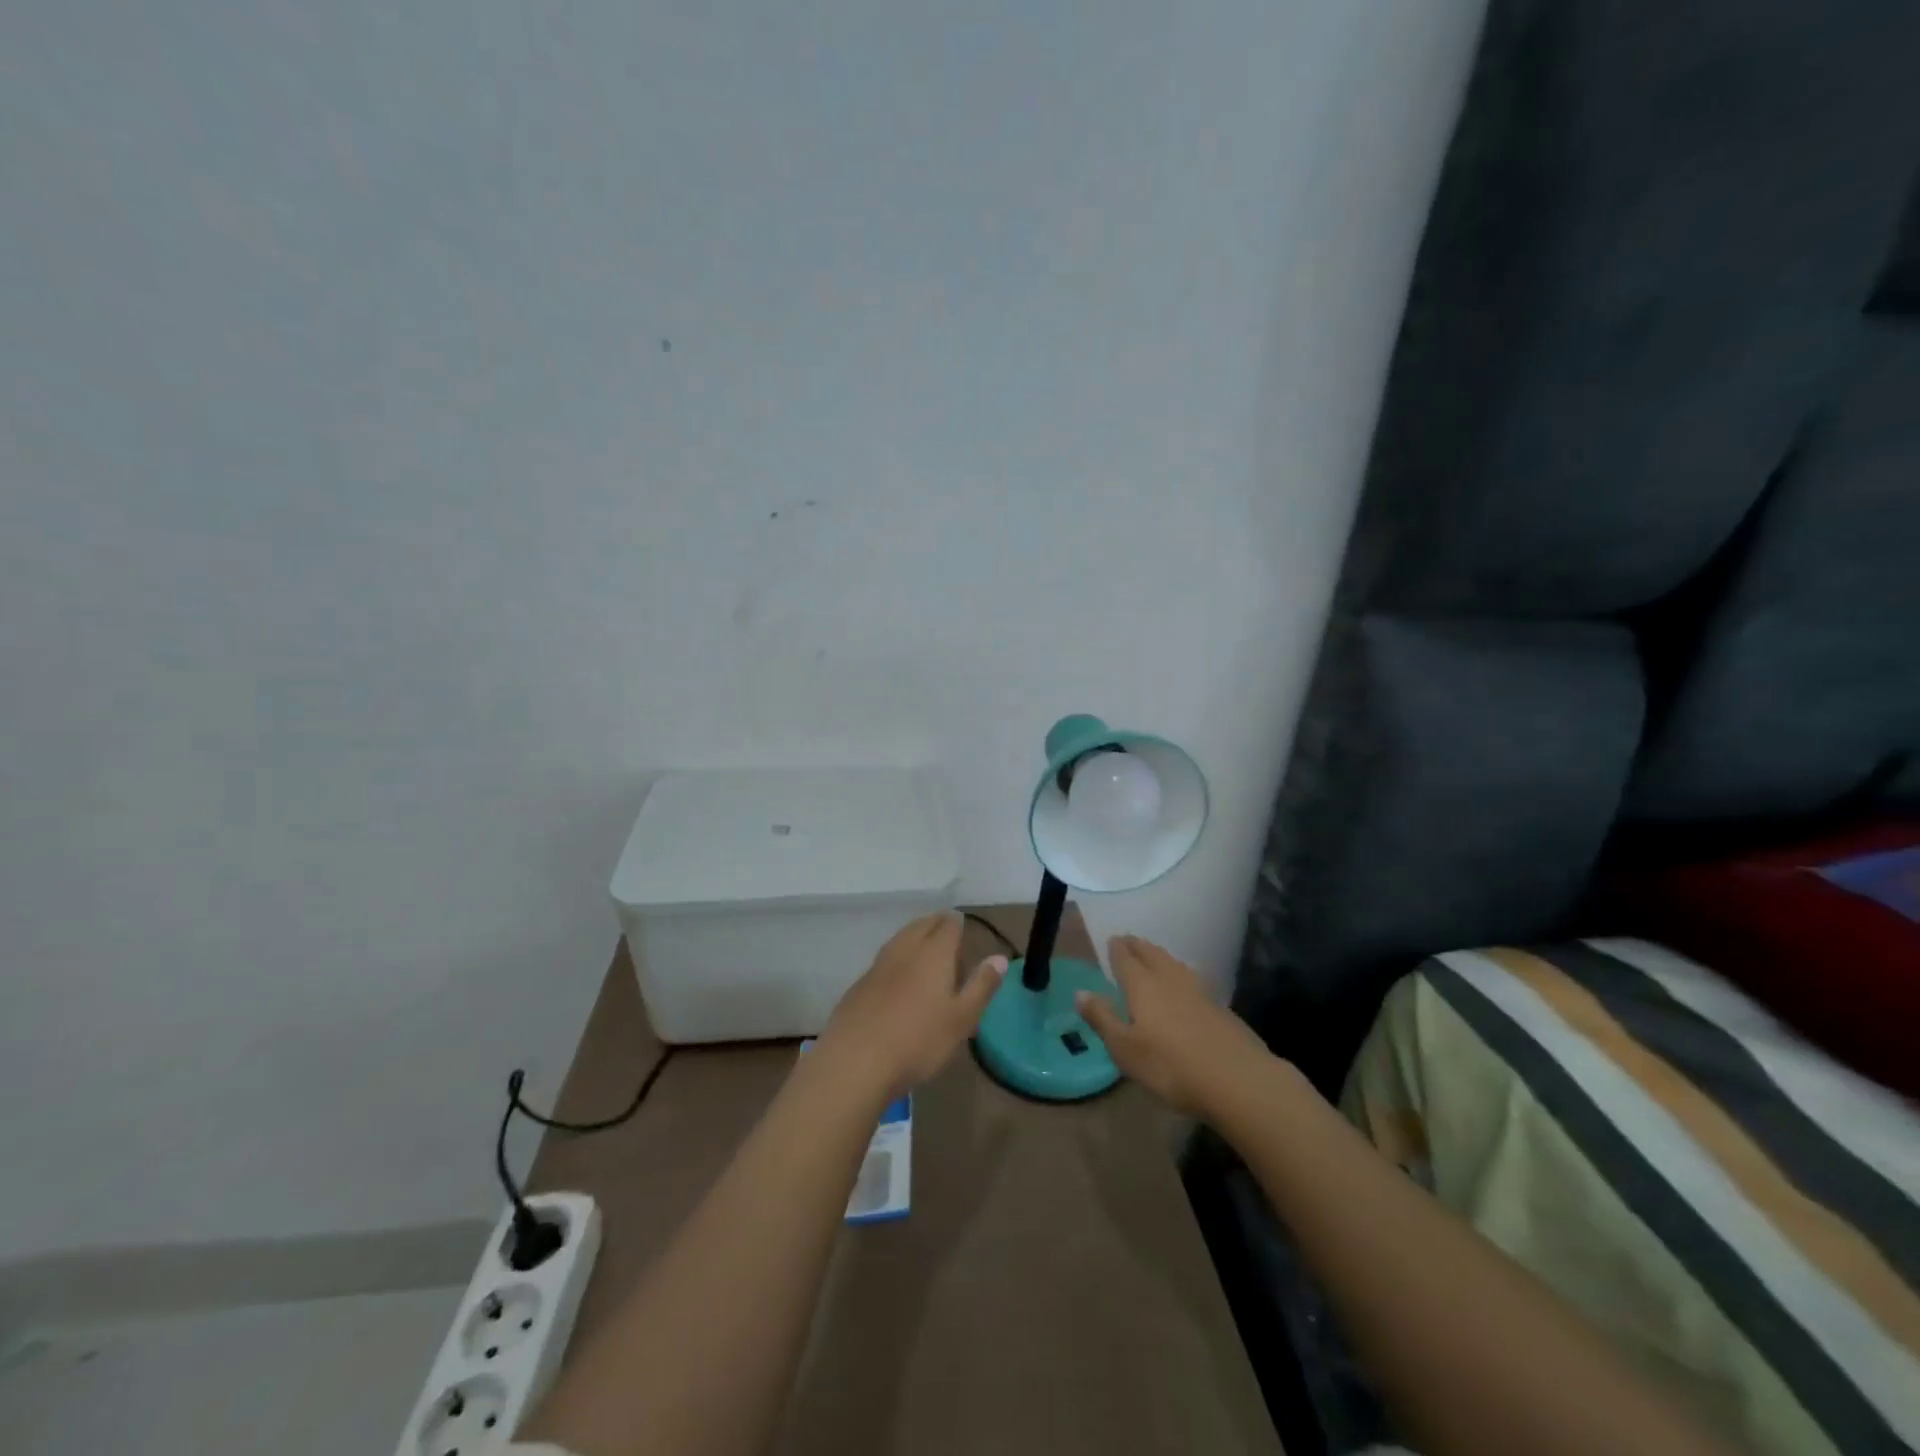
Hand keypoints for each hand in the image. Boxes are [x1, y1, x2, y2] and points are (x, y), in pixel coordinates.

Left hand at [817, 914, 1005, 1101]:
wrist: (856, 1061)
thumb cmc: (919, 1040)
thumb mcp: (962, 1019)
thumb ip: (981, 986)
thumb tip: (999, 958)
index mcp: (933, 953)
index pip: (948, 925)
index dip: (957, 923)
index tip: (963, 926)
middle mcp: (905, 950)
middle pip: (922, 925)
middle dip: (936, 924)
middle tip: (947, 931)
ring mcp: (878, 965)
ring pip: (900, 939)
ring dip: (914, 936)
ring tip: (924, 946)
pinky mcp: (860, 984)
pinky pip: (884, 959)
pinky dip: (897, 957)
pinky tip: (898, 975)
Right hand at [1075, 935, 1272, 1119]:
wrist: (1238, 1080)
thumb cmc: (1171, 1066)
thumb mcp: (1125, 1049)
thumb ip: (1103, 1018)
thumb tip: (1080, 992)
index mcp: (1142, 985)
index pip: (1126, 958)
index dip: (1117, 949)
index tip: (1112, 939)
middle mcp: (1169, 979)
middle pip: (1151, 954)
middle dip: (1138, 946)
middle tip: (1129, 941)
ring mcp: (1199, 991)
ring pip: (1174, 964)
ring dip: (1160, 956)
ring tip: (1153, 956)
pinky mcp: (1220, 1007)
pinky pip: (1192, 979)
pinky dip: (1180, 974)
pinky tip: (1184, 985)